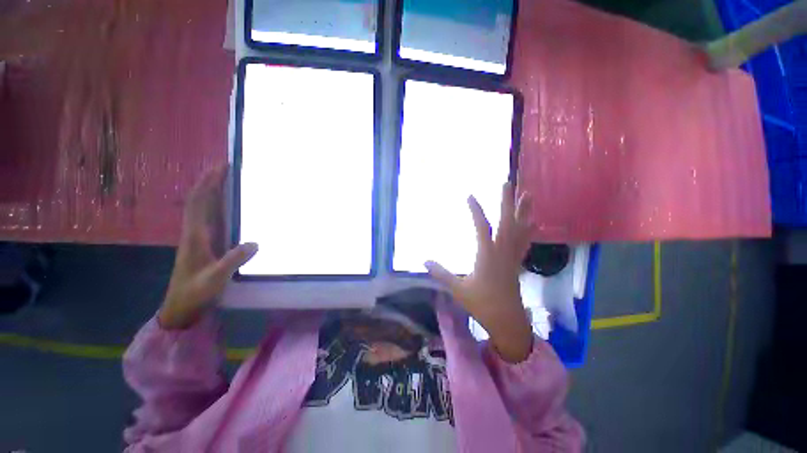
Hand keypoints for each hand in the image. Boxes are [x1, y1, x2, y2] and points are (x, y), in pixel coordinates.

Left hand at [158, 166, 257, 328]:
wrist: (181, 307)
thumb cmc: (195, 293)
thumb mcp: (215, 278)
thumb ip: (233, 260)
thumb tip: (255, 242)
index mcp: (195, 236)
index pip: (199, 203)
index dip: (208, 184)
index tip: (220, 168)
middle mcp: (194, 232)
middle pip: (199, 200)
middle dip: (210, 181)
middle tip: (226, 166)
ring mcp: (198, 238)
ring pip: (202, 208)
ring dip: (212, 191)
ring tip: (226, 179)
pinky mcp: (204, 244)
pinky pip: (209, 219)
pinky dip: (215, 206)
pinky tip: (225, 204)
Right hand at [426, 182, 533, 362]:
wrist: (507, 320)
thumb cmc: (482, 304)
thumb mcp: (458, 289)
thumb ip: (441, 273)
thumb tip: (424, 261)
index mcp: (487, 255)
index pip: (481, 227)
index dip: (475, 211)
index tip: (469, 196)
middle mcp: (502, 251)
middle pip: (507, 222)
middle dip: (507, 202)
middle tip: (508, 183)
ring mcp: (512, 256)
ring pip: (520, 230)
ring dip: (524, 212)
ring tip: (528, 195)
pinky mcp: (517, 262)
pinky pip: (525, 242)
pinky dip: (529, 231)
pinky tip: (534, 223)